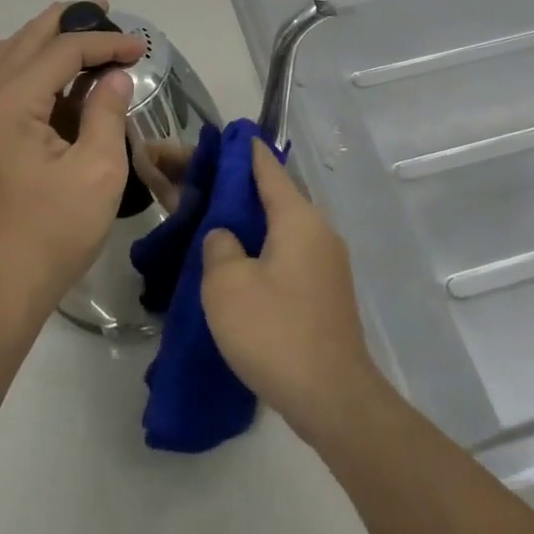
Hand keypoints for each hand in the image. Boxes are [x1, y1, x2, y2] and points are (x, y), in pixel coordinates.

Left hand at [0, 2, 145, 326]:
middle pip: (27, 39)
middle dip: (70, 22)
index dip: (106, 42)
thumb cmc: (54, 231)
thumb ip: (106, 111)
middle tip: (107, 13)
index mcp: (12, 102)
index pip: (63, 50)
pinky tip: (46, 73)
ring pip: (6, 55)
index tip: (142, 47)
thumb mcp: (98, 170)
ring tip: (80, 34)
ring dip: (44, 39)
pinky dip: (24, 63)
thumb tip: (114, 76)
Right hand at [200, 139, 384, 442]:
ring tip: (213, 226)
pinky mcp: (326, 291)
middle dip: (239, 190)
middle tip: (201, 188)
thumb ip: (219, 246)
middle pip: (275, 196)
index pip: (268, 168)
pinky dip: (264, 249)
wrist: (332, 397)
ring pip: (282, 228)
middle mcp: (319, 230)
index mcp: (298, 217)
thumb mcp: (227, 285)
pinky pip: (290, 254)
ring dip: (250, 223)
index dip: (243, 150)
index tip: (222, 137)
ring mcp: (327, 262)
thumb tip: (226, 236)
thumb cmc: (275, 331)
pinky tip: (239, 267)